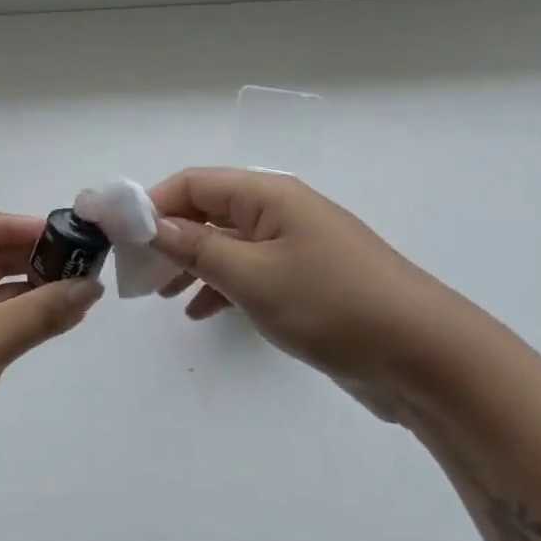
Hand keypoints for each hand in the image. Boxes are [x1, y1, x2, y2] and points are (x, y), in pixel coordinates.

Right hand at [149, 168, 460, 414]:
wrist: (423, 357)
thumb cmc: (330, 304)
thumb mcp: (251, 275)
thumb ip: (195, 247)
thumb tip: (148, 224)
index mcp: (268, 196)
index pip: (194, 183)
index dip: (152, 204)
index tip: (118, 236)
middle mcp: (280, 212)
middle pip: (208, 211)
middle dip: (168, 237)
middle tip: (136, 273)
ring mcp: (296, 247)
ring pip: (226, 245)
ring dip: (191, 264)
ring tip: (161, 295)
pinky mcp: (307, 281)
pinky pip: (250, 273)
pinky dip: (221, 287)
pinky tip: (201, 313)